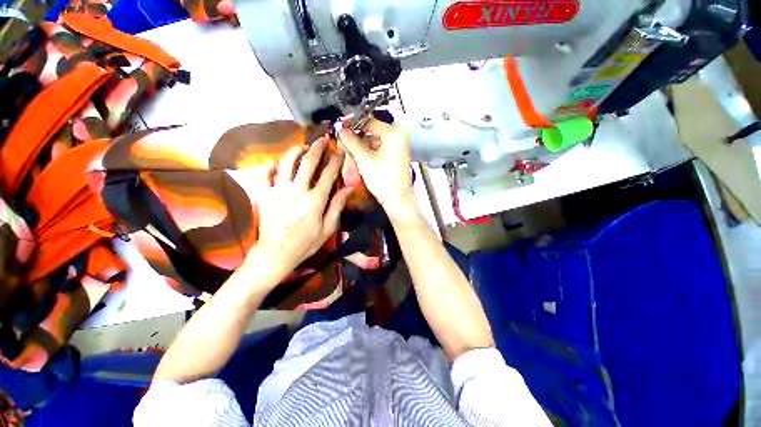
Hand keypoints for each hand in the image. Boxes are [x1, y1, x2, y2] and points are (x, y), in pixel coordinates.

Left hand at [252, 137, 352, 277]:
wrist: (276, 253)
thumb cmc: (306, 243)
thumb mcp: (328, 228)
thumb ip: (337, 206)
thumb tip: (348, 188)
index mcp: (315, 200)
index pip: (328, 174)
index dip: (336, 160)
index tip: (340, 151)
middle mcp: (297, 190)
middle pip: (308, 162)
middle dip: (317, 148)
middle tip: (323, 140)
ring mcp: (278, 191)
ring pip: (286, 163)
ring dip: (296, 151)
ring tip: (303, 147)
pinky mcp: (264, 195)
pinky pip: (264, 175)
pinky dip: (270, 166)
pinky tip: (276, 164)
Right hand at [338, 119, 416, 218]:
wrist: (397, 199)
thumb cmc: (384, 180)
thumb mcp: (364, 159)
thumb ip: (351, 142)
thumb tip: (342, 131)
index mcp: (394, 133)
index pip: (369, 122)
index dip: (353, 125)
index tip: (341, 128)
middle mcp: (399, 136)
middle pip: (372, 131)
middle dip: (357, 138)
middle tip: (344, 143)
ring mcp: (399, 146)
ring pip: (375, 141)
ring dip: (362, 147)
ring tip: (351, 154)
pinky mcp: (396, 156)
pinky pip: (380, 149)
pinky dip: (369, 153)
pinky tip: (360, 160)